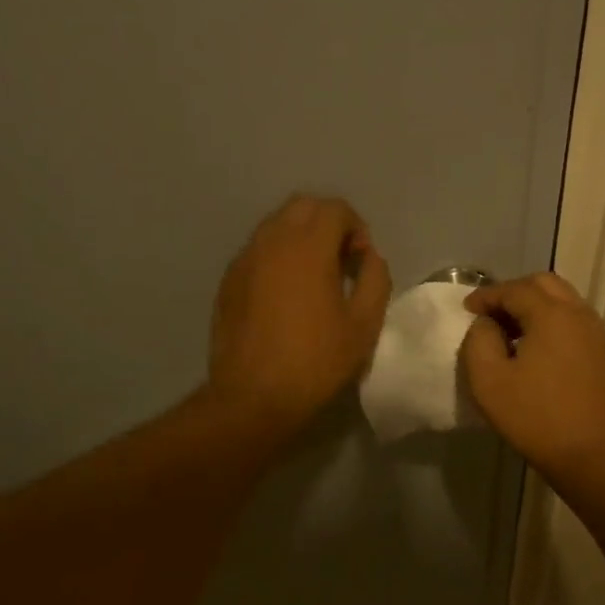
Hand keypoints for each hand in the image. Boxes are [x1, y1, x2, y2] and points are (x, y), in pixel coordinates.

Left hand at [207, 195, 392, 438]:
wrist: (252, 397)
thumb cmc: (315, 362)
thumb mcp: (364, 325)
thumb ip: (375, 279)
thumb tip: (369, 257)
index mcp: (307, 248)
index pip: (334, 209)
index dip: (356, 227)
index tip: (361, 262)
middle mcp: (271, 242)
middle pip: (302, 207)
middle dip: (327, 223)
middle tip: (341, 261)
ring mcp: (244, 260)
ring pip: (276, 225)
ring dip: (300, 237)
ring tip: (314, 277)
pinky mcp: (228, 281)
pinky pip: (257, 250)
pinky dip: (277, 256)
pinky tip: (285, 294)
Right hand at [459, 273, 604, 477]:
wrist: (592, 455)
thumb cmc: (536, 417)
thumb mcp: (489, 380)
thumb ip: (479, 341)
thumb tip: (487, 324)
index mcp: (551, 314)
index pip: (514, 289)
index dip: (486, 296)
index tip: (466, 310)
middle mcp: (578, 313)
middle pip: (543, 284)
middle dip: (512, 292)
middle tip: (489, 315)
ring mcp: (595, 333)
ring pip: (561, 300)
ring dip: (533, 306)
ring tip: (509, 331)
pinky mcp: (602, 353)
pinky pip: (572, 320)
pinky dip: (550, 320)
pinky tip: (533, 348)